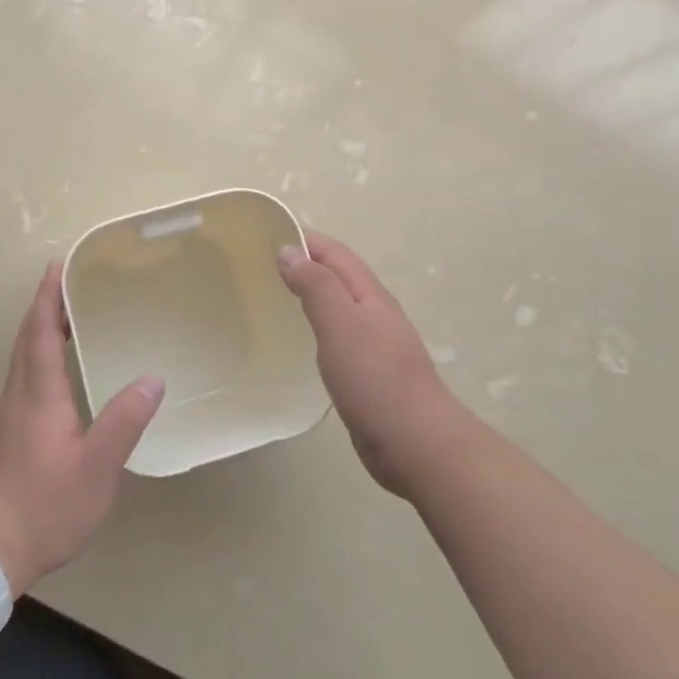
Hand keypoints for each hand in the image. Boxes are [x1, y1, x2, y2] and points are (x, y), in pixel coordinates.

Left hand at [0, 262, 165, 592]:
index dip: (48, 298)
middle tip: (67, 284)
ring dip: (40, 333)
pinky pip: (23, 382)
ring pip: (22, 362)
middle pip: (26, 341)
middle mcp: (18, 398)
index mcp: (38, 396)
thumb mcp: (96, 467)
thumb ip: (123, 421)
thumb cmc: (44, 505)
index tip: (57, 266)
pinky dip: (38, 361)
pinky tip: (58, 378)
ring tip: (67, 321)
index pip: (40, 333)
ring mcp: (7, 419)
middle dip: (43, 308)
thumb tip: (151, 379)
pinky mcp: (5, 438)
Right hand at [278, 232, 470, 499]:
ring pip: (339, 307)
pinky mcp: (368, 375)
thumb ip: (316, 287)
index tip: (267, 234)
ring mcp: (374, 346)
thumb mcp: (341, 325)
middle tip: (263, 264)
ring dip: (312, 293)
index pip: (335, 254)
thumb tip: (288, 251)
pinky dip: (317, 326)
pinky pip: (338, 337)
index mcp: (370, 296)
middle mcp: (375, 314)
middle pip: (339, 277)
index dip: (306, 240)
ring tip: (276, 294)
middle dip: (307, 263)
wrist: (416, 444)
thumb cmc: (376, 380)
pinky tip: (302, 340)